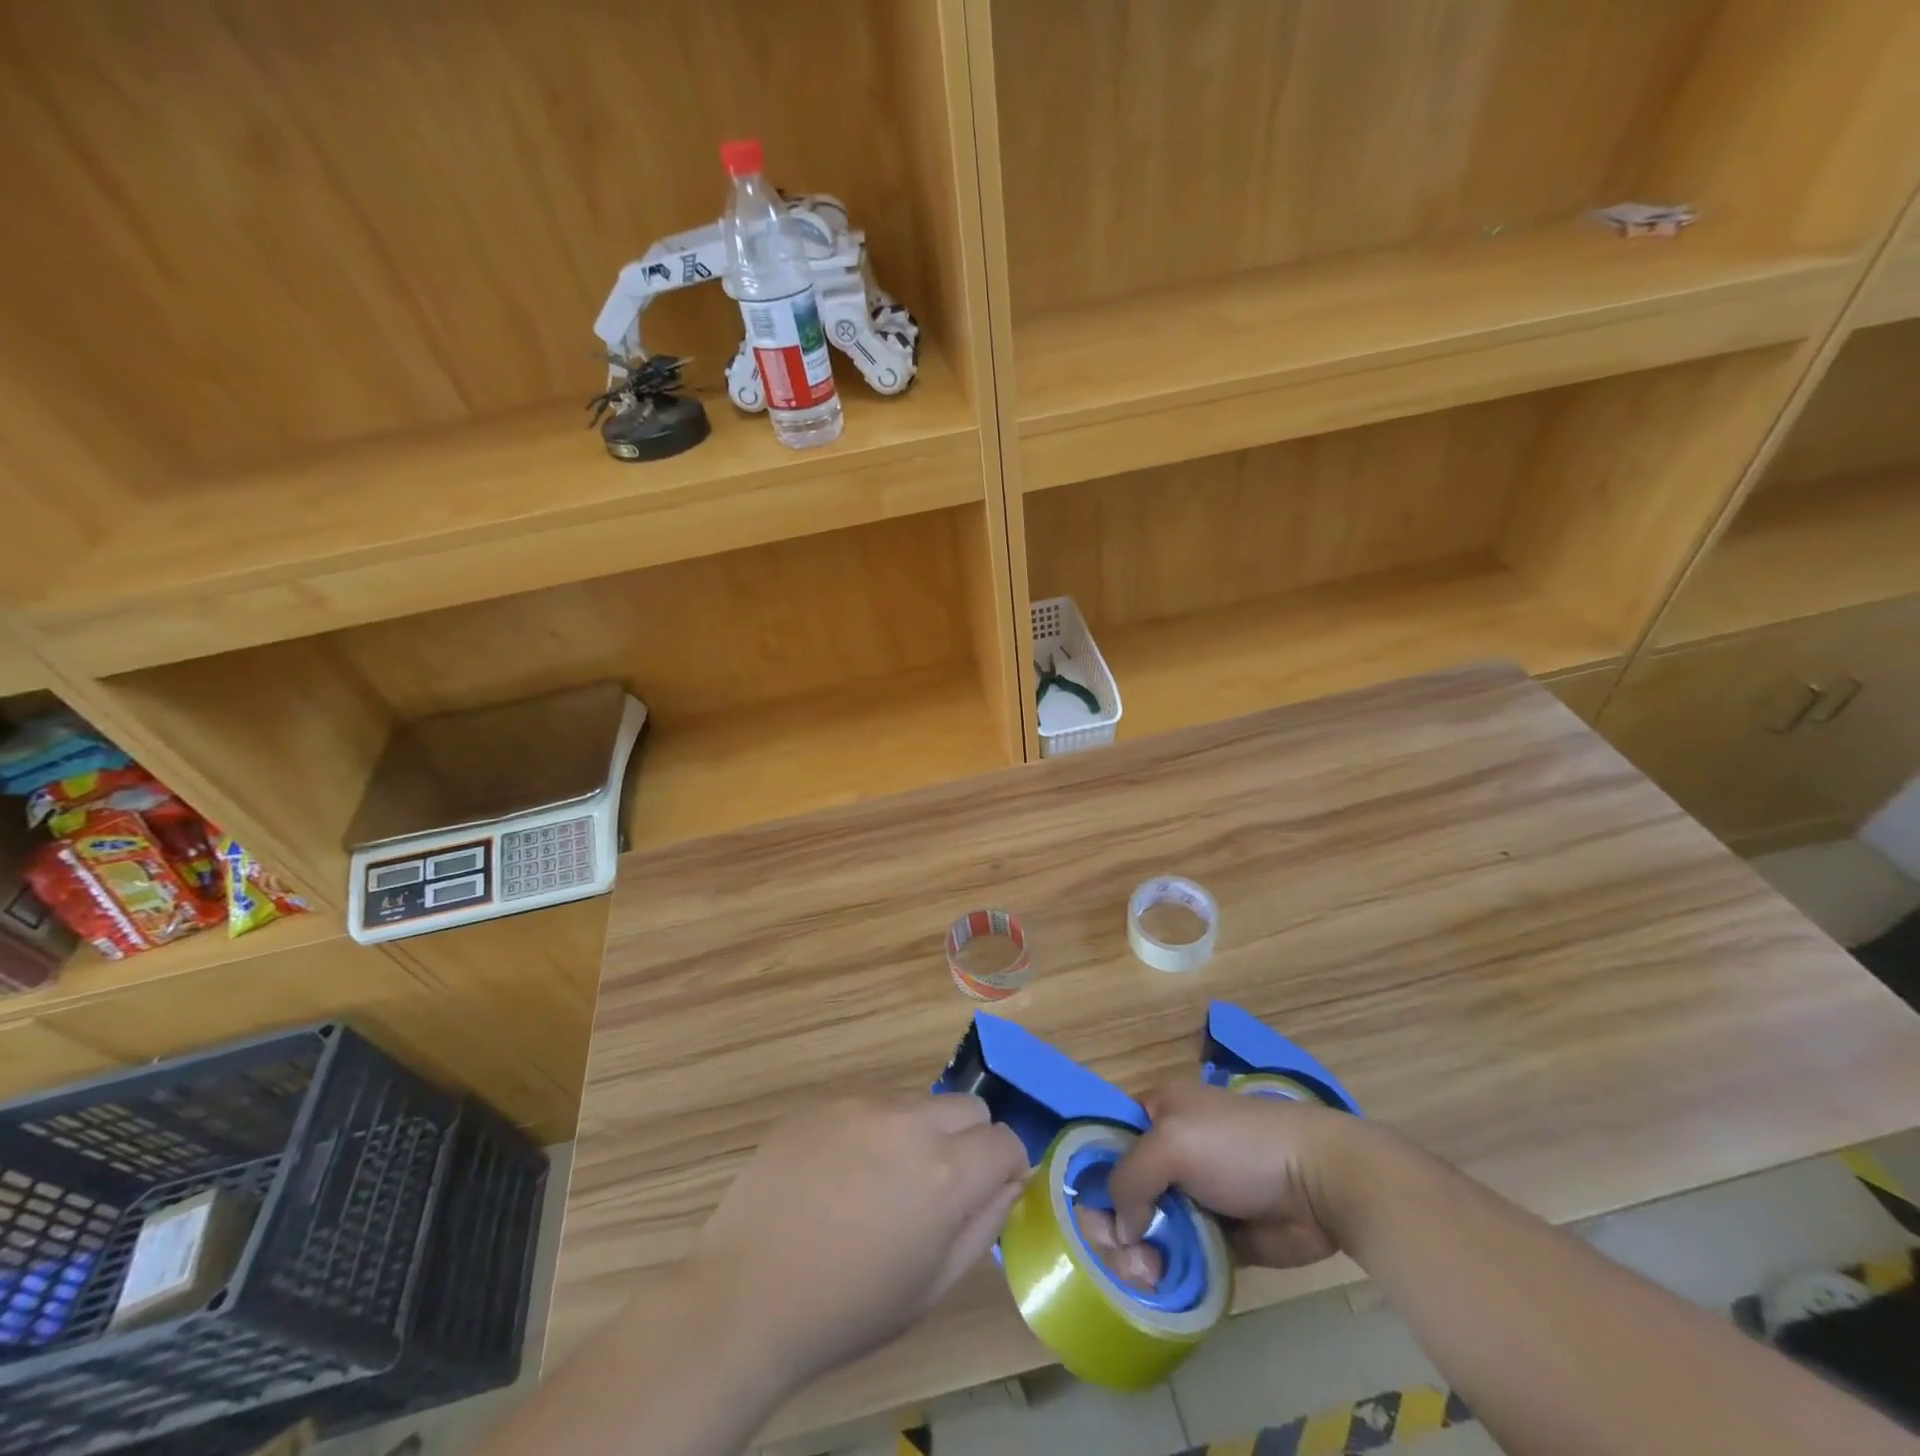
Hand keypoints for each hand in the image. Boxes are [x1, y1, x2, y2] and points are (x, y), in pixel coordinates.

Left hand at [691, 1095, 1028, 1384]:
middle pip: (968, 1108)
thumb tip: (1009, 1183)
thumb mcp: (931, 1287)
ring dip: (919, 1132)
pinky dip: (873, 1129)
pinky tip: (839, 1173)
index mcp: (944, 1173)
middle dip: (969, 1142)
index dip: (1005, 1167)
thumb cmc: (846, 1308)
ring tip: (880, 1182)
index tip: (989, 1191)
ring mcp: (862, 1104)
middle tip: (937, 1187)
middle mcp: (910, 1122)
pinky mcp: (824, 1100)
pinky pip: (870, 1103)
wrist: (746, 1293)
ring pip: (918, 1102)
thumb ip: (983, 1226)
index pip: (1005, 1141)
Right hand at [1108, 1082, 1360, 1268]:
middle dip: (1115, 1224)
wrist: (1317, 1181)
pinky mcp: (1218, 1235)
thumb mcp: (1172, 1142)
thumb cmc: (1238, 1146)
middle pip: (1122, 1189)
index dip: (1091, 1173)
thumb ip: (1130, 1177)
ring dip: (1139, 1253)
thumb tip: (1120, 1229)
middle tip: (1125, 1254)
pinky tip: (1163, 1284)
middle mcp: (1170, 1150)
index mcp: (1158, 1111)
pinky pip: (1179, 1254)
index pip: (1107, 1138)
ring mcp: (1193, 1194)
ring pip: (1147, 1227)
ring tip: (1150, 1274)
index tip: (1087, 1212)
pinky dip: (1168, 1270)